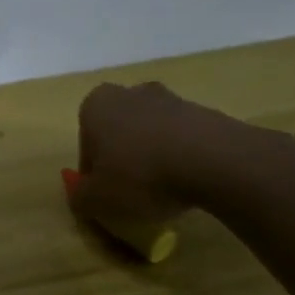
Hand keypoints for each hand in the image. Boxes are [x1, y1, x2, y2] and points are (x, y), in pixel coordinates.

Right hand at [71, 81, 238, 227]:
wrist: (214, 162)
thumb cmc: (140, 175)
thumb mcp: (97, 200)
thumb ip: (80, 197)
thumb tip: (80, 195)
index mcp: (95, 106)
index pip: (86, 144)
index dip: (94, 173)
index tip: (107, 195)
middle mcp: (129, 93)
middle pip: (120, 132)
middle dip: (124, 157)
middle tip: (134, 191)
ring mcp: (170, 99)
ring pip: (152, 134)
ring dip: (154, 157)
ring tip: (166, 190)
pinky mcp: (205, 112)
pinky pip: (184, 139)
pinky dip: (183, 158)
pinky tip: (191, 182)